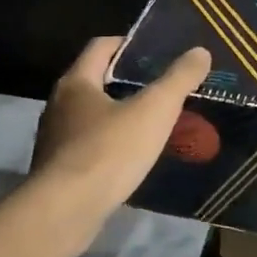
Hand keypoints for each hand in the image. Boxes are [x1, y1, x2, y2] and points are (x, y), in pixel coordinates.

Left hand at [30, 37, 210, 223]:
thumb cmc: (109, 151)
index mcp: (76, 82)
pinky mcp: (58, 169)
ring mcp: (56, 139)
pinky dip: (111, 144)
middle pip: (96, 80)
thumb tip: (200, 51)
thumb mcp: (154, 111)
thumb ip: (178, 79)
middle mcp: (59, 104)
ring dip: (119, 115)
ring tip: (153, 124)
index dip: (130, 44)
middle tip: (163, 89)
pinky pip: (89, 146)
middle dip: (128, 82)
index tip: (158, 53)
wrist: (66, 211)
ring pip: (92, 116)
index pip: (102, 46)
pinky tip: (132, 158)